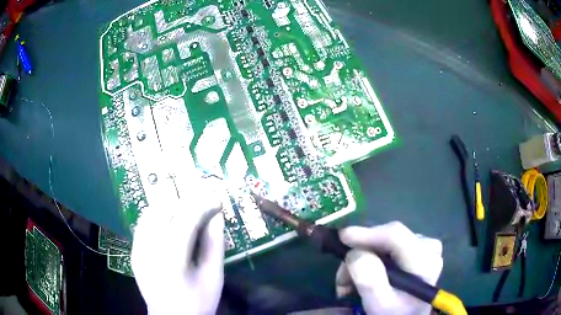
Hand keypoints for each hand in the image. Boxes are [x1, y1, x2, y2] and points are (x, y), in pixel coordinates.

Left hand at [131, 182, 224, 314]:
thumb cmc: (197, 302)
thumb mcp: (214, 277)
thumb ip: (215, 244)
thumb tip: (217, 215)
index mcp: (172, 259)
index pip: (186, 218)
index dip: (203, 204)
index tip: (217, 200)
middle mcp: (149, 248)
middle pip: (166, 209)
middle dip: (188, 200)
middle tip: (205, 203)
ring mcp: (138, 248)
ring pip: (153, 211)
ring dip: (173, 205)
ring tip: (190, 210)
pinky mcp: (134, 249)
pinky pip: (144, 221)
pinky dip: (159, 214)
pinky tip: (171, 221)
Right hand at [335, 222, 442, 314]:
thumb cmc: (394, 313)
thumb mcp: (379, 304)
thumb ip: (369, 280)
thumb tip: (355, 253)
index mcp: (425, 261)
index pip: (395, 235)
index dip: (367, 233)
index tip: (342, 237)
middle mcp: (428, 246)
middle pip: (387, 238)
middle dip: (359, 254)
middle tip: (341, 279)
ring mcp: (424, 245)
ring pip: (384, 242)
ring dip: (362, 260)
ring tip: (347, 284)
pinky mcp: (417, 247)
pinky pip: (388, 246)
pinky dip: (371, 259)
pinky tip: (362, 276)